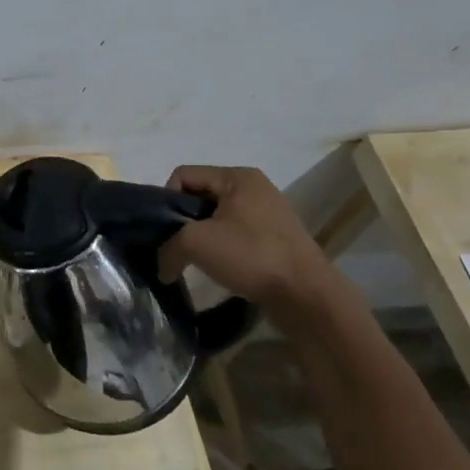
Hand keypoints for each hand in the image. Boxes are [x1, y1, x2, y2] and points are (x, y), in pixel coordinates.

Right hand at [157, 165, 336, 310]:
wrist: (306, 294)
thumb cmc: (251, 254)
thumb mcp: (196, 244)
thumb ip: (168, 249)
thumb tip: (162, 268)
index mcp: (237, 177)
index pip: (184, 175)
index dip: (167, 200)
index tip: (166, 230)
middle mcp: (255, 188)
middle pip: (201, 196)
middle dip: (184, 221)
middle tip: (177, 247)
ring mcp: (268, 214)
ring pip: (217, 218)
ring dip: (202, 237)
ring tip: (197, 261)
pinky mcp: (276, 239)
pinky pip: (236, 235)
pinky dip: (222, 249)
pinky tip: (220, 269)